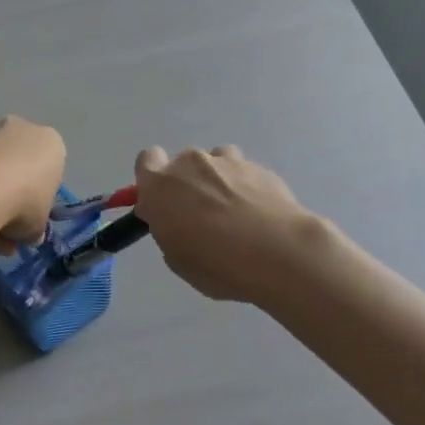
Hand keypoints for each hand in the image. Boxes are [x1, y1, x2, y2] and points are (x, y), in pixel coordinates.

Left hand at [0, 117, 66, 252]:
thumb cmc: (28, 200)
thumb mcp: (39, 225)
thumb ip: (35, 229)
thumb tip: (30, 237)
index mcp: (53, 145)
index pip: (49, 173)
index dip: (38, 201)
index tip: (28, 221)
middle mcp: (26, 131)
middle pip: (21, 169)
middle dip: (13, 200)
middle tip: (6, 232)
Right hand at [133, 145, 317, 304]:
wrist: (279, 253)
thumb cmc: (217, 263)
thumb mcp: (177, 258)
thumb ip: (168, 229)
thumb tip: (174, 219)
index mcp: (161, 186)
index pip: (146, 161)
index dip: (153, 180)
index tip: (163, 203)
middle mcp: (191, 164)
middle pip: (183, 163)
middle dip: (189, 184)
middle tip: (202, 218)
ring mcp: (228, 162)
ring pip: (216, 162)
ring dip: (218, 180)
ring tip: (235, 213)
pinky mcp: (260, 168)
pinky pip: (245, 173)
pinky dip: (246, 188)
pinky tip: (259, 216)